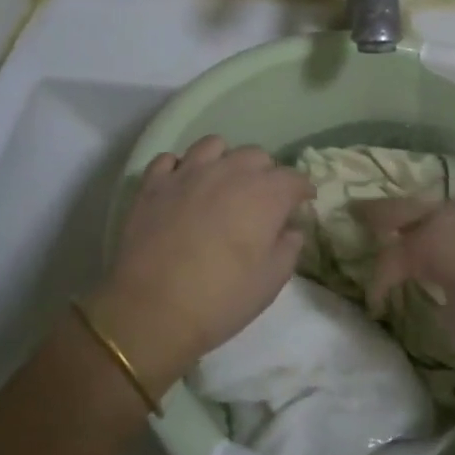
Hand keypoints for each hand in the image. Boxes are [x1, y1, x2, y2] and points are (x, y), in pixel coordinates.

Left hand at [93, 136, 314, 386]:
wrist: (152, 309)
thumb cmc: (221, 299)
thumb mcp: (270, 282)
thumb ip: (288, 248)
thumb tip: (290, 229)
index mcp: (265, 195)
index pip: (293, 178)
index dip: (301, 190)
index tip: (302, 202)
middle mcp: (229, 172)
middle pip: (256, 156)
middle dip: (266, 173)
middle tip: (262, 200)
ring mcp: (187, 173)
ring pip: (213, 145)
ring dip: (225, 160)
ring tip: (222, 183)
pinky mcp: (153, 183)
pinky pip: (170, 159)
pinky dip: (180, 167)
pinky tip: (182, 185)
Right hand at [357, 197, 454, 351]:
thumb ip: (440, 304)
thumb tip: (439, 295)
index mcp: (424, 247)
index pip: (388, 263)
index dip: (377, 285)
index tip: (376, 304)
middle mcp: (439, 219)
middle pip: (395, 209)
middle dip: (373, 214)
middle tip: (356, 214)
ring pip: (427, 205)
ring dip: (411, 215)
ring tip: (404, 227)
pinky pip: (454, 212)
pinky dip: (440, 219)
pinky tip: (445, 233)